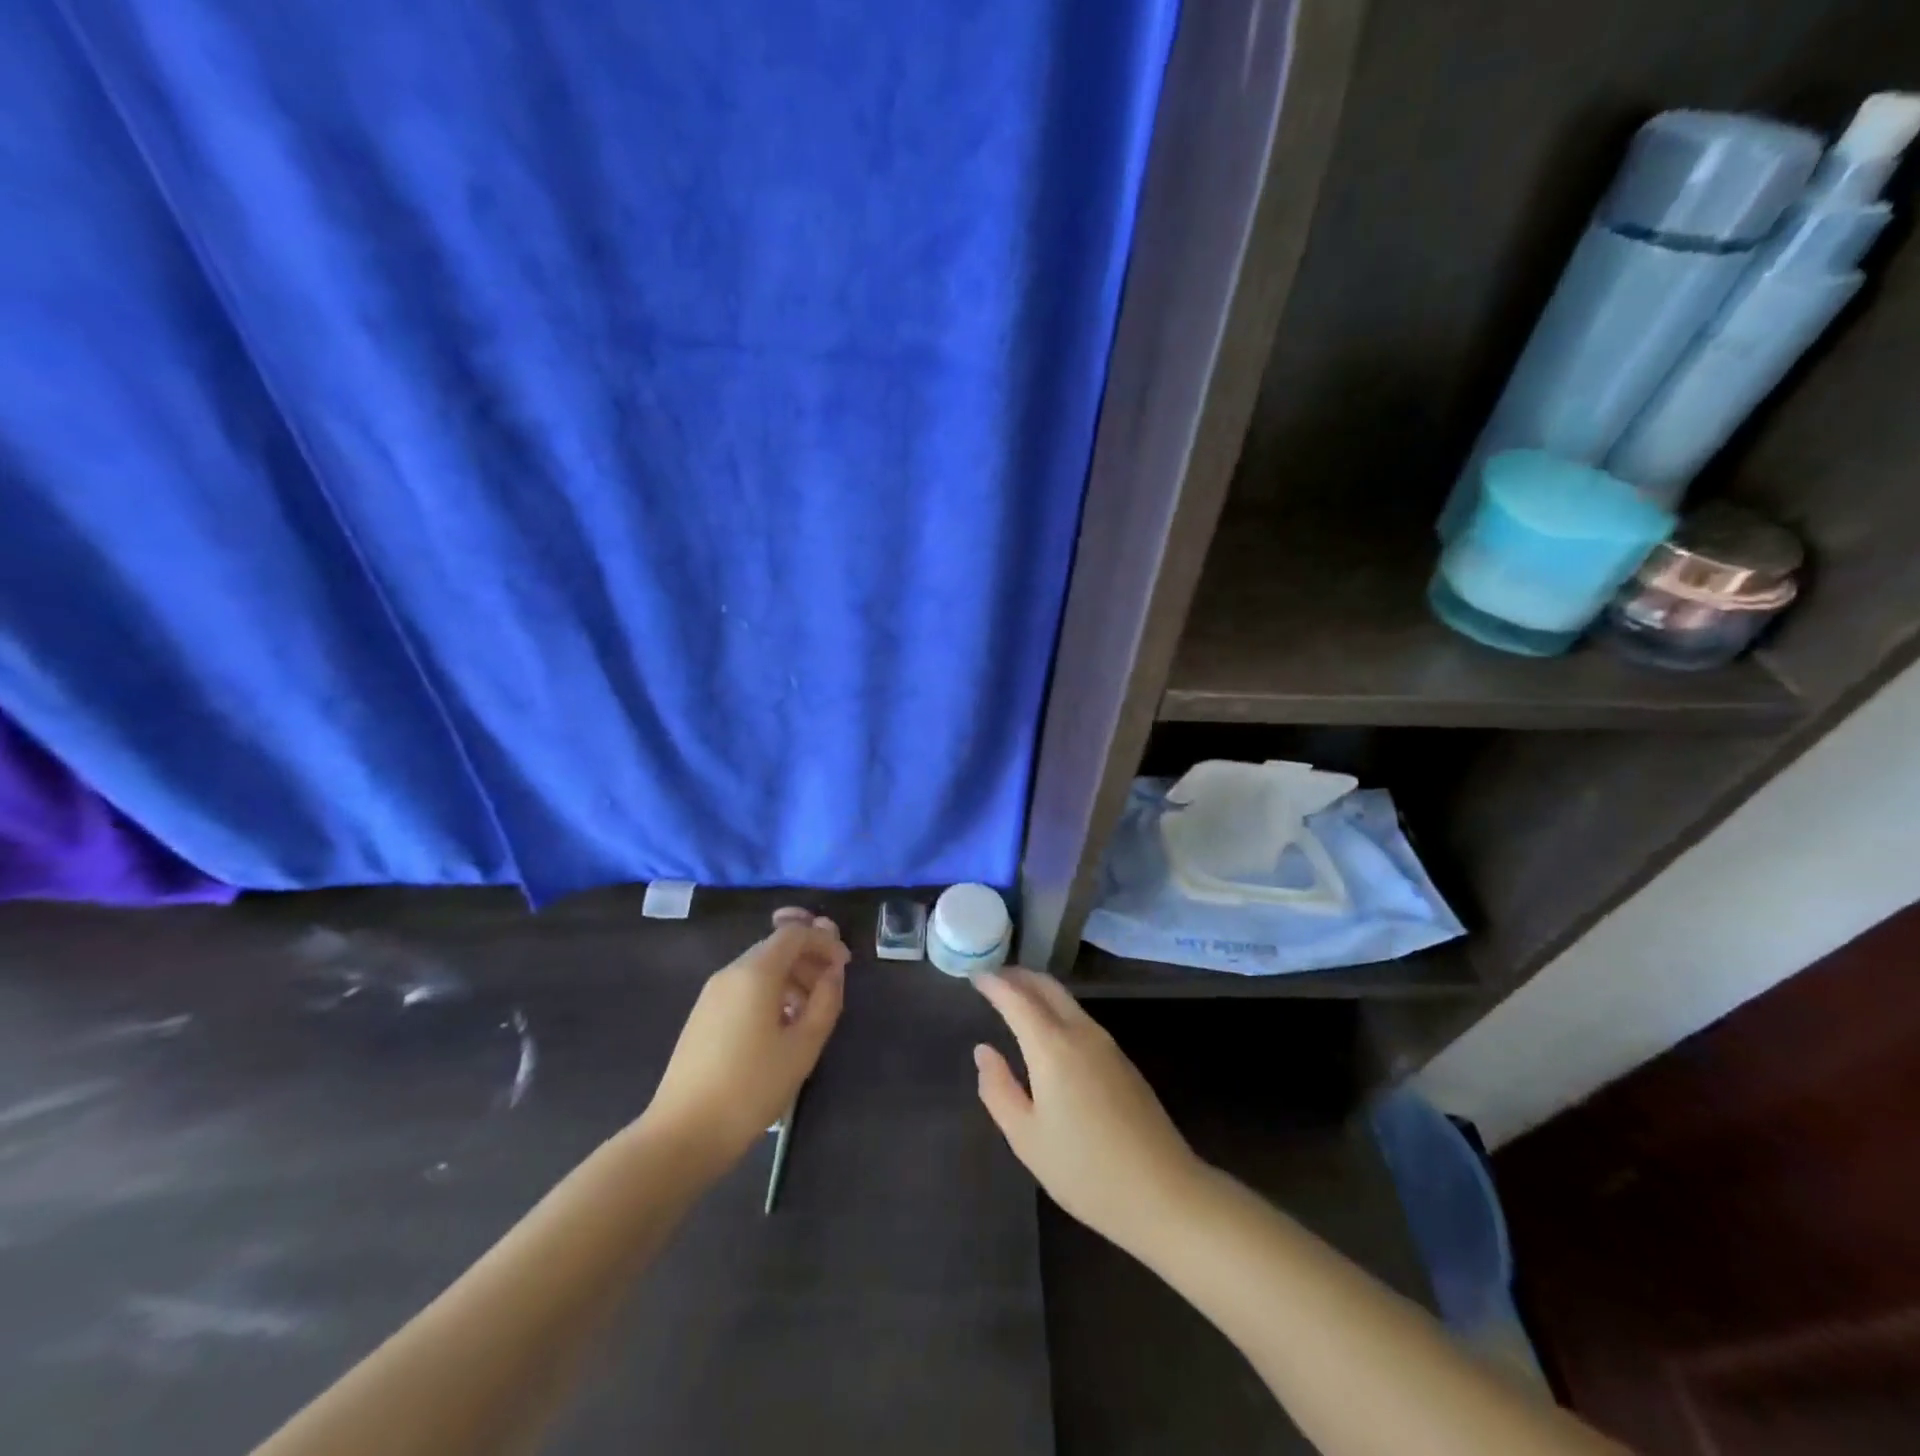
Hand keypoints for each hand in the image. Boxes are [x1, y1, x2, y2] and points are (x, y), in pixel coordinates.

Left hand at [644, 909, 848, 1169]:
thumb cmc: (751, 1087)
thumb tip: (834, 972)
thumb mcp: (802, 1046)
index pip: (794, 933)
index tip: (846, 964)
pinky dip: (771, 993)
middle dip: (809, 959)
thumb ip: (825, 1001)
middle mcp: (731, 973)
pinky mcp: (703, 1015)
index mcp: (755, 972)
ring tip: (812, 1012)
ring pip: (760, 969)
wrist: (683, 1133)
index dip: (824, 941)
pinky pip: (744, 988)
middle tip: (833, 987)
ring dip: (792, 978)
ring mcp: (712, 994)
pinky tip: (782, 1027)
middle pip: (776, 948)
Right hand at [971, 969, 1205, 1254]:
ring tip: (1015, 999)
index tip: (975, 976)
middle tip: (993, 979)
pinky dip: (1056, 1010)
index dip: (994, 984)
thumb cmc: (1085, 1170)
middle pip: (1047, 988)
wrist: (1164, 1193)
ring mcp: (1107, 1044)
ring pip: (1067, 1001)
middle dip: (1019, 977)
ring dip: (1039, 991)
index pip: (1017, 999)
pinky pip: (1081, 1019)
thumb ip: (998, 1089)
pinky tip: (1047, 1031)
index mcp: (1052, 1047)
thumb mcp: (1026, 1137)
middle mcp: (1081, 1033)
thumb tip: (984, 1051)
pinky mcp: (1122, 1060)